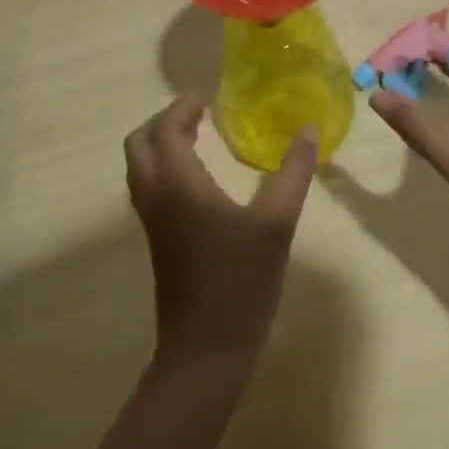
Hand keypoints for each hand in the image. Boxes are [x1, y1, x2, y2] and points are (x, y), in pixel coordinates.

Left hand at [123, 95, 316, 370]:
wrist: (205, 351)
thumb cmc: (241, 282)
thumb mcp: (277, 223)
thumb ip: (293, 172)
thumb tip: (308, 129)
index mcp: (178, 185)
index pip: (165, 129)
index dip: (183, 106)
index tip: (211, 96)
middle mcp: (156, 197)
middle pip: (139, 143)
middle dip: (164, 120)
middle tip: (201, 113)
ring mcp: (152, 222)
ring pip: (140, 167)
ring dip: (161, 143)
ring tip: (200, 135)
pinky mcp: (157, 240)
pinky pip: (149, 186)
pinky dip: (164, 166)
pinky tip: (200, 176)